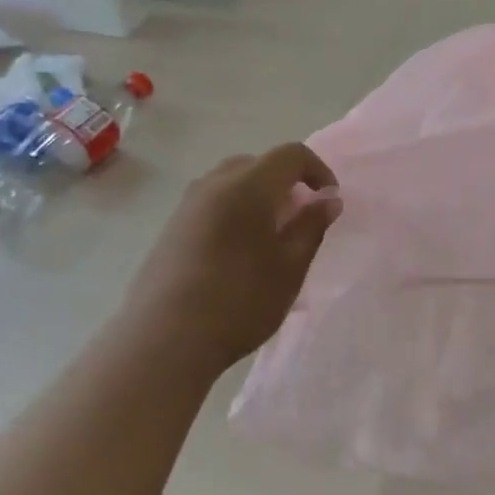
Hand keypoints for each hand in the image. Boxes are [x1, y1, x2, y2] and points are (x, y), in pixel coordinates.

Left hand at [120, 142, 339, 379]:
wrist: (165, 339)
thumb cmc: (240, 302)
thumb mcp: (290, 267)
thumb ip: (312, 227)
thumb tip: (328, 199)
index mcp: (248, 186)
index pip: (290, 154)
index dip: (317, 170)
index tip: (329, 201)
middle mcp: (214, 184)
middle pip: (258, 163)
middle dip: (287, 183)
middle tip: (301, 218)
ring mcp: (187, 205)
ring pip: (231, 182)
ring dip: (259, 197)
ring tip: (271, 237)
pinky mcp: (172, 228)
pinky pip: (212, 203)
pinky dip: (235, 211)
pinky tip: (239, 253)